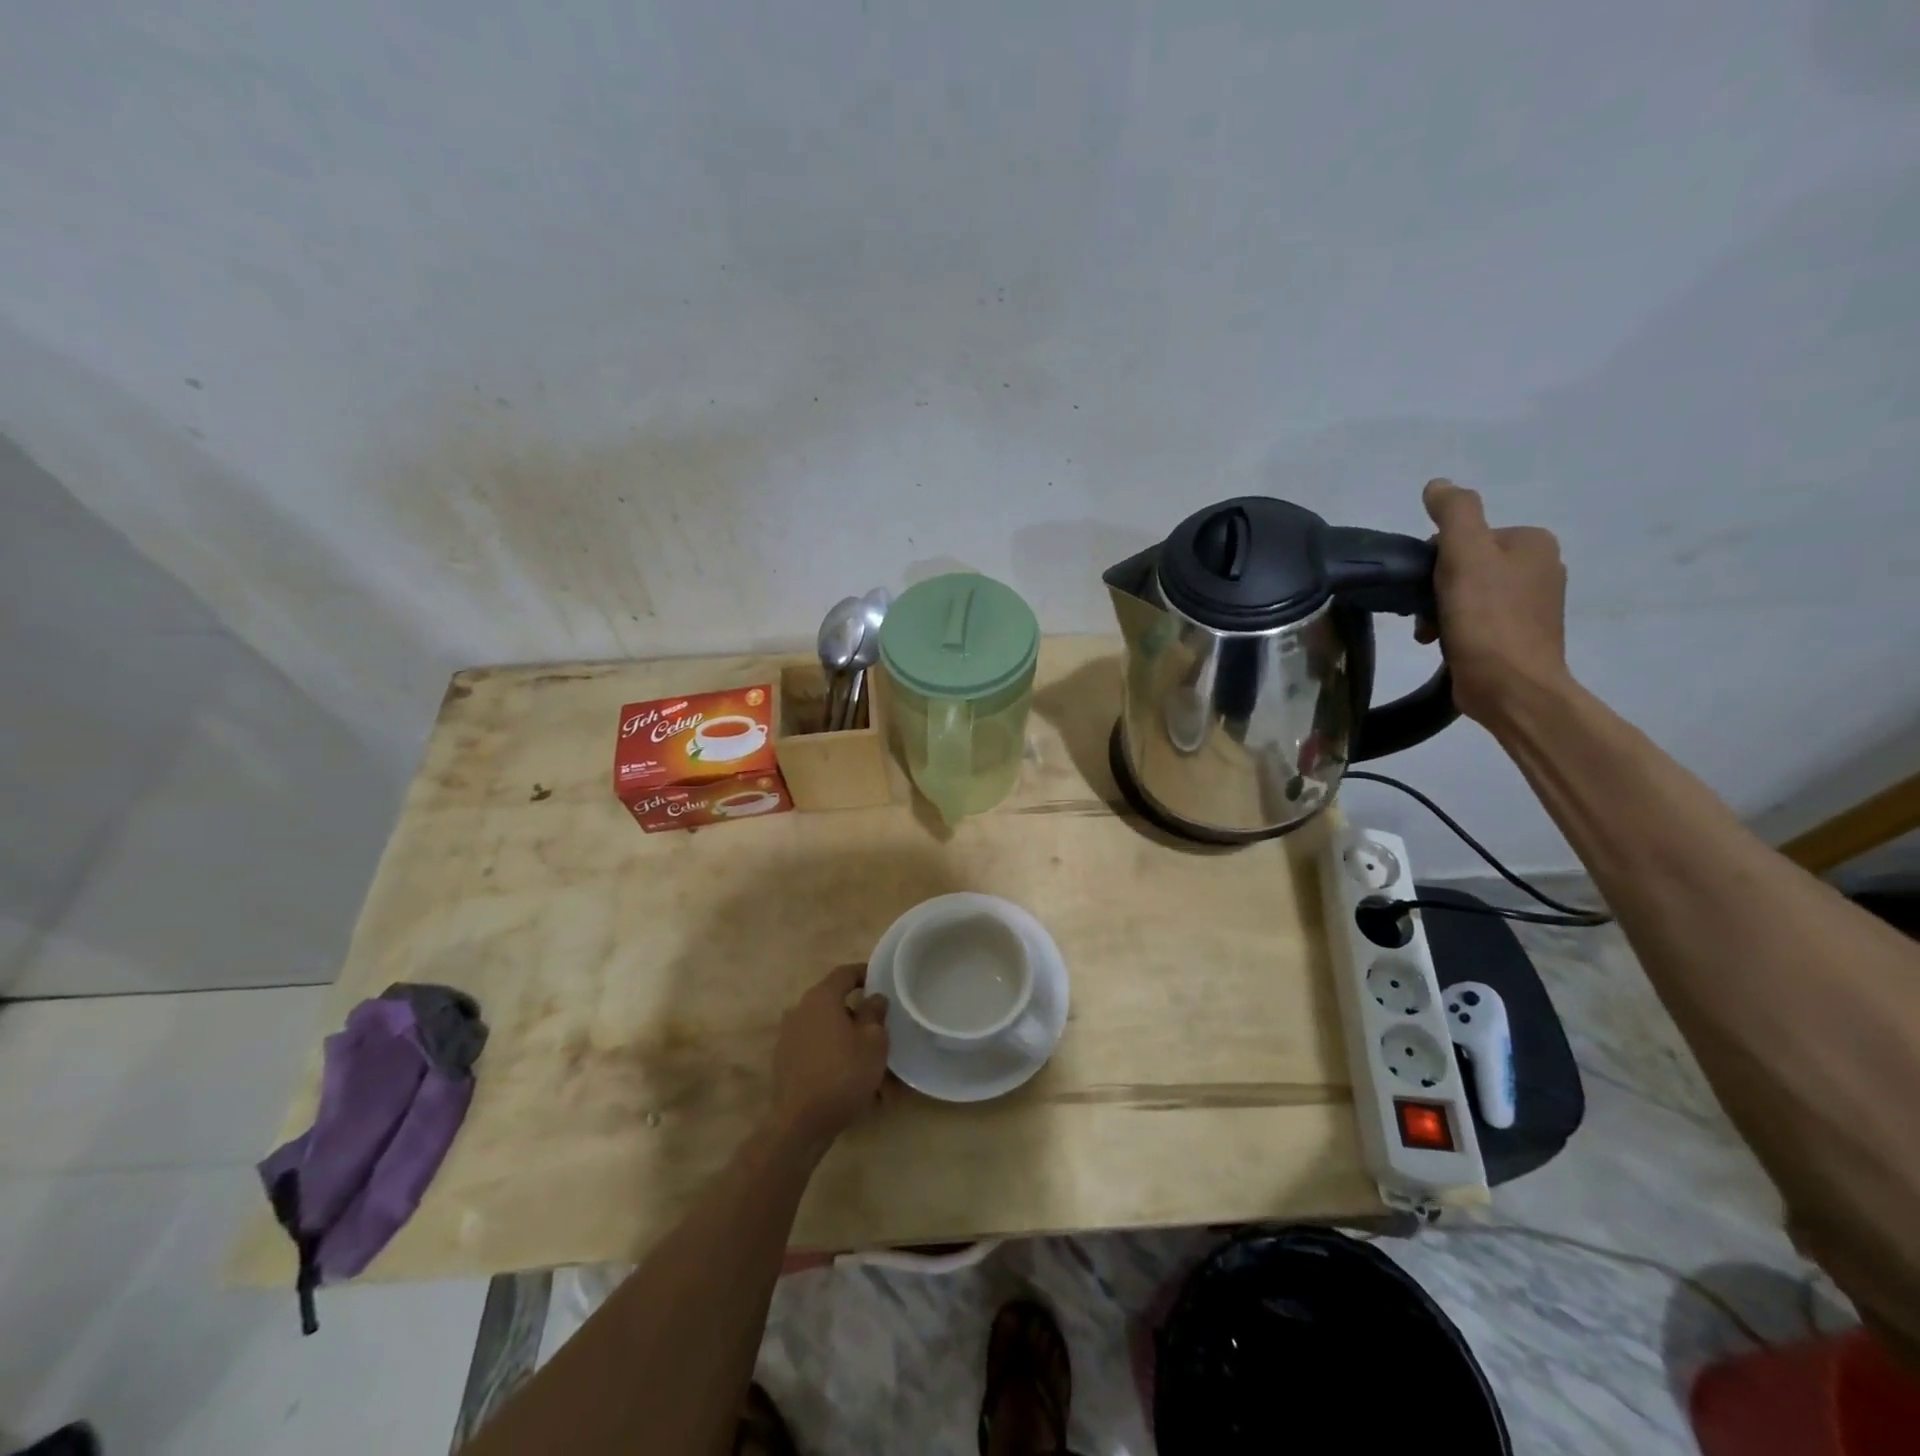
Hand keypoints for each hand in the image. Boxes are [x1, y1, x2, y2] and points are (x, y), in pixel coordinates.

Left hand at [766, 964, 888, 1155]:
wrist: (800, 1123)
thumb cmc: (842, 1074)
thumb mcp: (873, 1042)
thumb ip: (875, 1013)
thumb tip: (874, 998)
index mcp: (821, 998)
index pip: (845, 973)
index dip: (865, 973)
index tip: (882, 980)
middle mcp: (800, 1009)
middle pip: (834, 1001)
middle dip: (857, 1012)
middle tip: (879, 1027)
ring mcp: (788, 1035)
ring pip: (825, 1027)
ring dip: (845, 1036)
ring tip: (867, 1058)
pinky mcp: (784, 1060)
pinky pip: (815, 1047)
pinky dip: (832, 1053)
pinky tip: (848, 1075)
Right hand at [1416, 478, 1572, 726]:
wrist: (1511, 687)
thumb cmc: (1486, 620)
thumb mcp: (1464, 556)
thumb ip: (1454, 513)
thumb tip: (1438, 485)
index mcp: (1533, 543)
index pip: (1465, 536)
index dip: (1435, 559)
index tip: (1426, 585)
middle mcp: (1540, 567)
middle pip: (1464, 564)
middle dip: (1435, 588)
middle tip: (1424, 614)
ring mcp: (1531, 604)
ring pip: (1466, 594)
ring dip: (1438, 611)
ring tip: (1429, 634)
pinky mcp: (1517, 636)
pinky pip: (1474, 620)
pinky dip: (1453, 629)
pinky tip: (1443, 645)